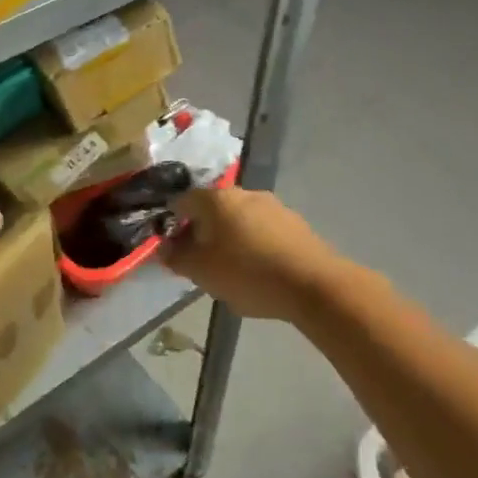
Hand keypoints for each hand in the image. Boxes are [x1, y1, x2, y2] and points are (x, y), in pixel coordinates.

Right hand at [160, 187, 341, 322]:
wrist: (314, 285)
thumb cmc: (248, 274)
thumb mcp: (201, 272)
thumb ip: (176, 257)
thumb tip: (163, 247)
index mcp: (215, 199)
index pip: (181, 201)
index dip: (172, 224)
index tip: (173, 249)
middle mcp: (243, 193)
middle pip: (212, 209)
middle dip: (203, 232)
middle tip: (201, 262)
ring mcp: (272, 205)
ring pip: (239, 219)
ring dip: (230, 238)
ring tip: (232, 270)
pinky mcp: (294, 223)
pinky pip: (263, 230)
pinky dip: (255, 244)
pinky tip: (259, 271)